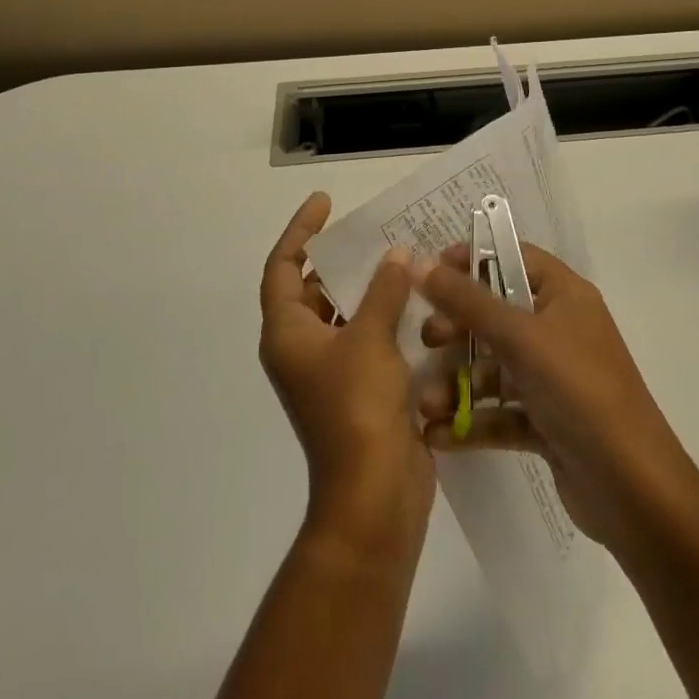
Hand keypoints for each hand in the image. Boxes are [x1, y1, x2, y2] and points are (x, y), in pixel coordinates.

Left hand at [260, 192, 434, 561]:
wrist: (373, 494)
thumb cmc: (358, 408)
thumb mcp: (371, 338)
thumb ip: (383, 290)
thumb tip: (395, 256)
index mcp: (287, 334)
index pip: (281, 268)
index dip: (300, 232)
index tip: (325, 203)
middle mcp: (300, 349)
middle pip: (310, 290)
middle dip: (337, 260)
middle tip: (370, 231)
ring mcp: (328, 372)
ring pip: (342, 315)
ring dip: (366, 288)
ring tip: (399, 259)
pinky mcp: (357, 390)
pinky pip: (366, 338)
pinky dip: (384, 317)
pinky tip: (416, 303)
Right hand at [414, 243, 698, 557]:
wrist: (632, 487)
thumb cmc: (578, 389)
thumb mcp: (520, 337)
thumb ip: (467, 300)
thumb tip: (418, 262)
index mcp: (564, 295)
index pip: (513, 258)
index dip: (472, 259)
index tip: (431, 272)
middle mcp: (559, 329)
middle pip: (497, 313)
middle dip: (458, 327)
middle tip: (427, 340)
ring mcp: (554, 377)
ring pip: (495, 366)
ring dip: (457, 382)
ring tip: (426, 403)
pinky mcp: (547, 421)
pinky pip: (501, 410)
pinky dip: (472, 420)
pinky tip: (438, 435)